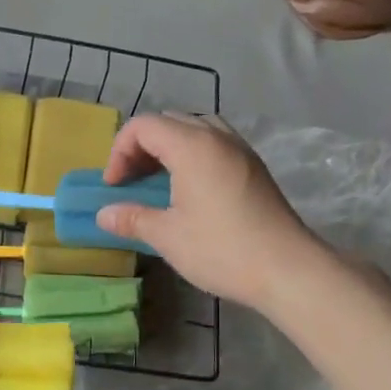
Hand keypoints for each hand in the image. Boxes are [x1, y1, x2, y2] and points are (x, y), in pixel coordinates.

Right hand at [96, 114, 320, 310]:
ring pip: (194, 130)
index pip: (144, 126)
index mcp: (192, 145)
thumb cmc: (221, 248)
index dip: (119, 151)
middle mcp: (217, 137)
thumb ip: (132, 218)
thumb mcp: (167, 236)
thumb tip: (103, 215)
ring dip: (168, 149)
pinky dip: (192, 156)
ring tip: (158, 182)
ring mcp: (240, 150)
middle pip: (169, 122)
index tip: (114, 186)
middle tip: (130, 182)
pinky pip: (214, 145)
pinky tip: (188, 190)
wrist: (287, 268)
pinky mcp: (254, 167)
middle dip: (141, 147)